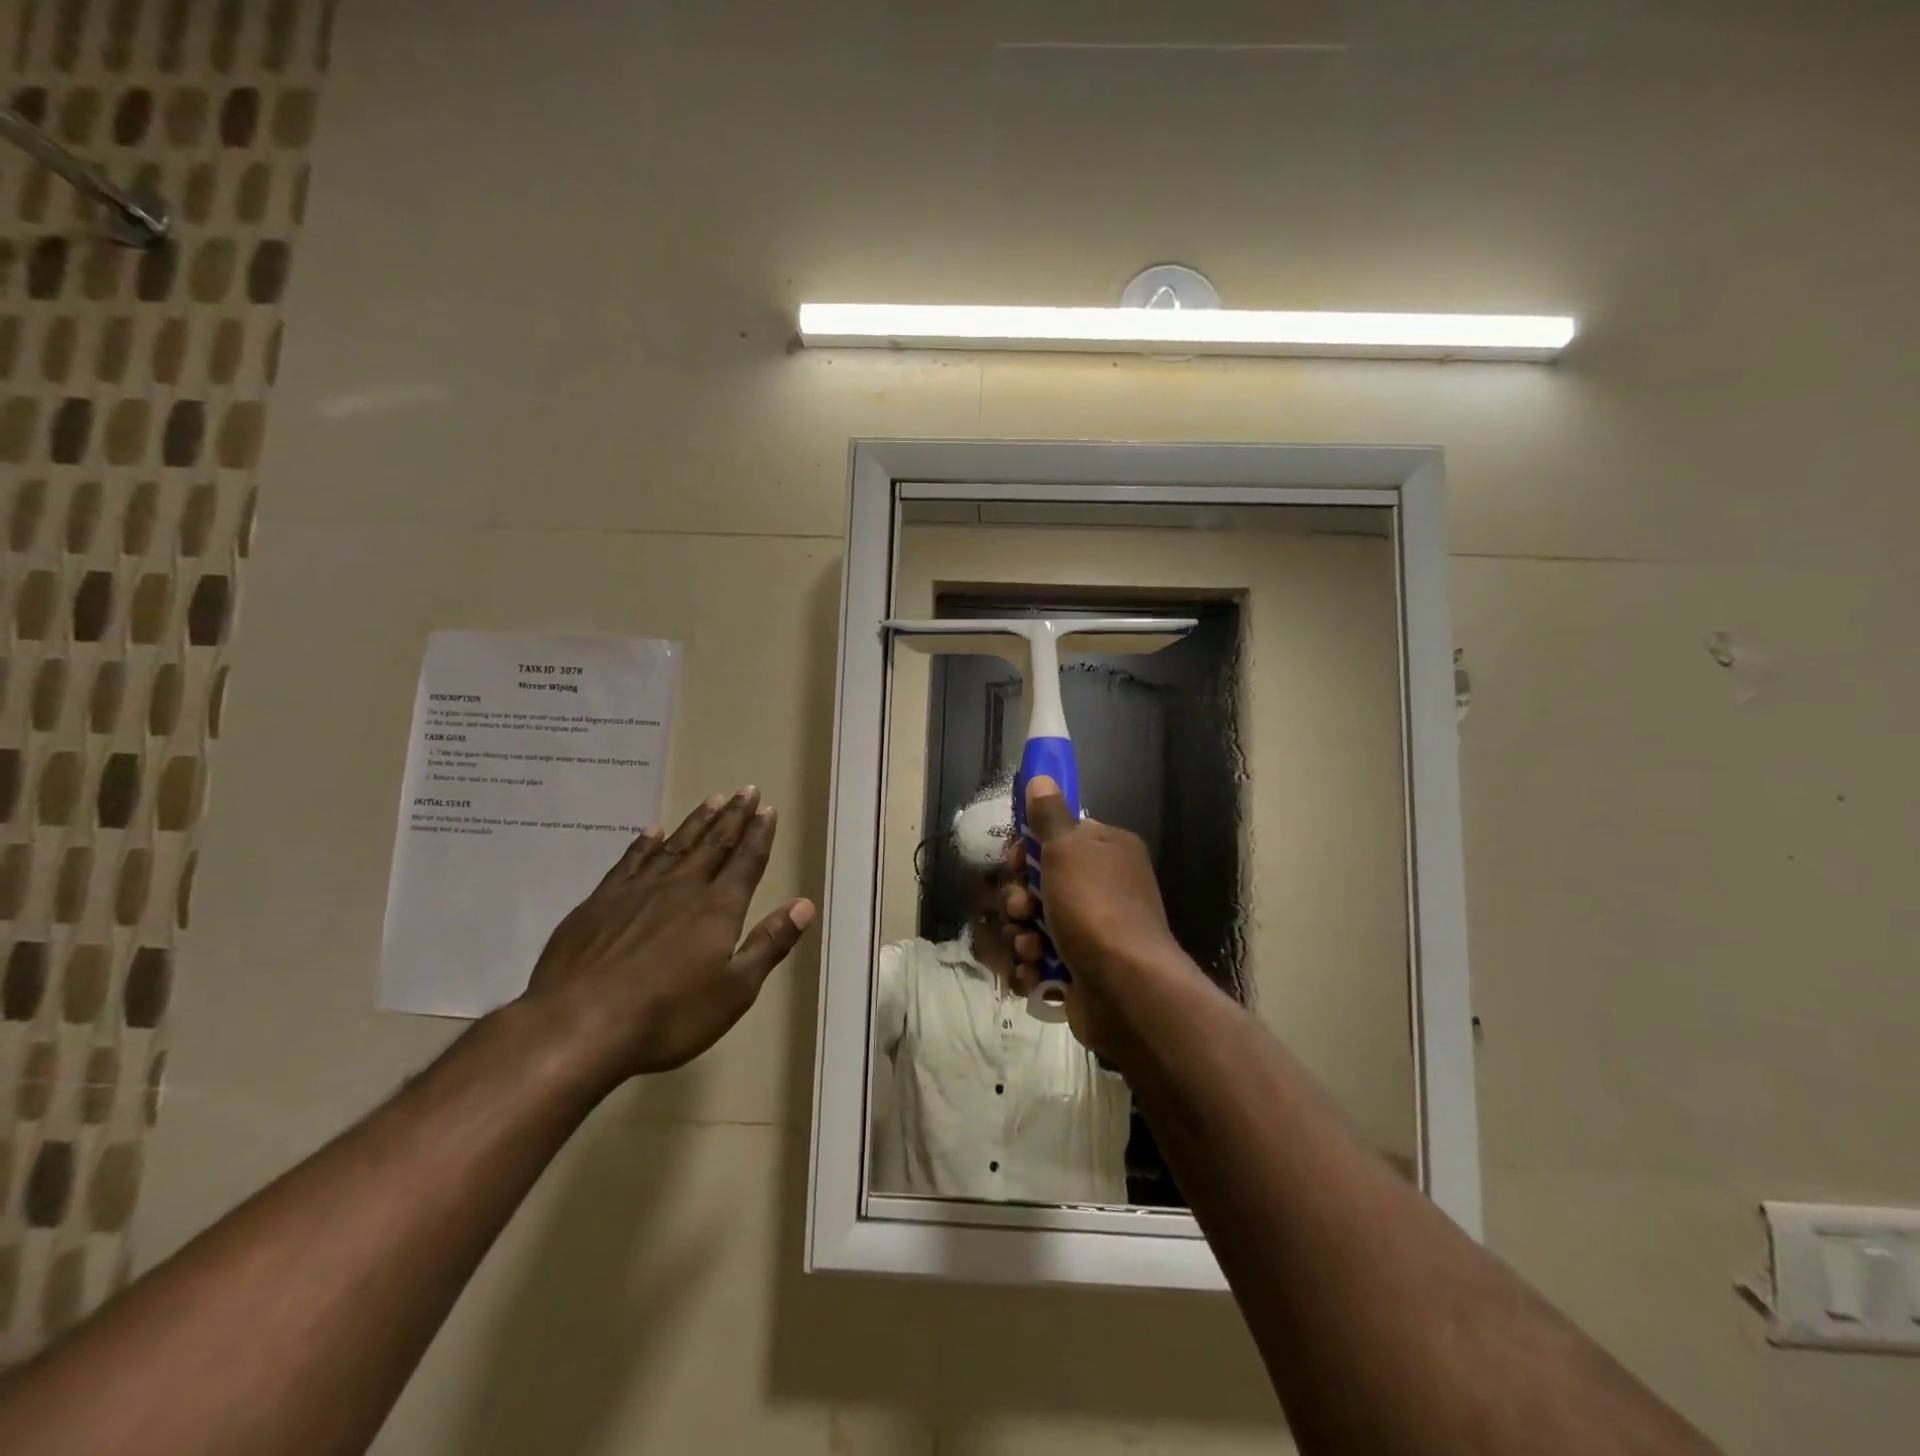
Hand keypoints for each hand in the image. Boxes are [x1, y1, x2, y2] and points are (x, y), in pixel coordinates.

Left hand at [522, 786, 812, 1083]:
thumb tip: (804, 904)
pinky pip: (629, 862)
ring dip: (696, 822)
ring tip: (712, 799)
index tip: (768, 809)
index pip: (746, 862)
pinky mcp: (599, 903)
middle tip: (747, 790)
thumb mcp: (734, 991)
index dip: (759, 835)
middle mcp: (681, 889)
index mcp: (717, 909)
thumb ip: (769, 944)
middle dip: (733, 817)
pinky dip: (644, 844)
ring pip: (675, 846)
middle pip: (714, 845)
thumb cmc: (668, 1015)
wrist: (577, 1026)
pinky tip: (652, 831)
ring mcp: (636, 892)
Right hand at [1001, 776, 1189, 1058]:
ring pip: (1033, 922)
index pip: (1059, 837)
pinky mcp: (1079, 969)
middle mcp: (1103, 888)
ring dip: (1021, 934)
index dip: (1030, 848)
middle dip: (1020, 897)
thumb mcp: (1067, 849)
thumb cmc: (1095, 907)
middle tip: (1022, 907)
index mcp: (1107, 852)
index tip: (1018, 860)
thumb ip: (1049, 815)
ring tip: (1031, 947)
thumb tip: (1041, 777)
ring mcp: (1092, 931)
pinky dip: (1032, 965)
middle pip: (1039, 882)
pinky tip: (1034, 971)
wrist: (1126, 988)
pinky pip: (1040, 958)